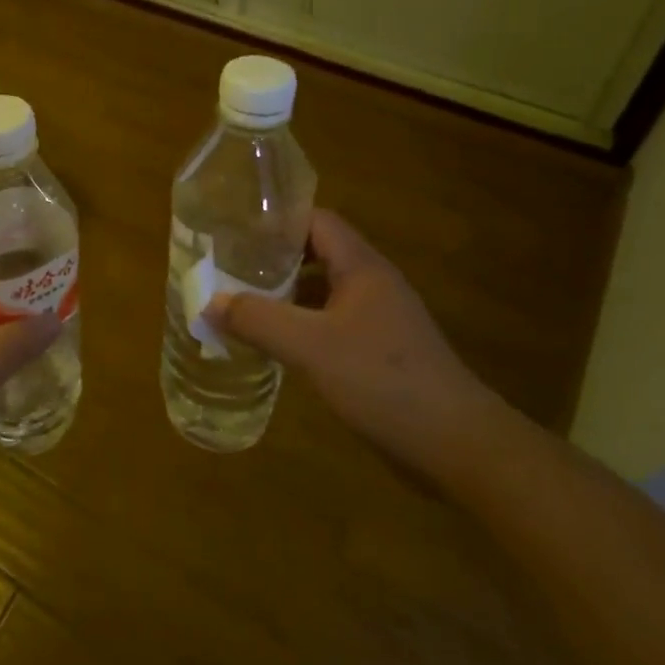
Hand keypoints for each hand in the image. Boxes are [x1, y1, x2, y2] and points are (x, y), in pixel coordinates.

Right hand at [205, 210, 499, 479]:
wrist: (456, 443)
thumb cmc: (382, 380)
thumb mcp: (310, 347)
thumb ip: (258, 320)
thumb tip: (209, 301)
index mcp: (362, 267)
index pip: (316, 221)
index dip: (277, 221)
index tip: (236, 230)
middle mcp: (373, 283)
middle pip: (318, 253)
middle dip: (274, 258)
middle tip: (230, 267)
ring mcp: (381, 318)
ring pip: (324, 291)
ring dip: (287, 294)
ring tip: (244, 302)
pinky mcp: (382, 351)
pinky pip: (333, 323)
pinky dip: (303, 325)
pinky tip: (278, 344)